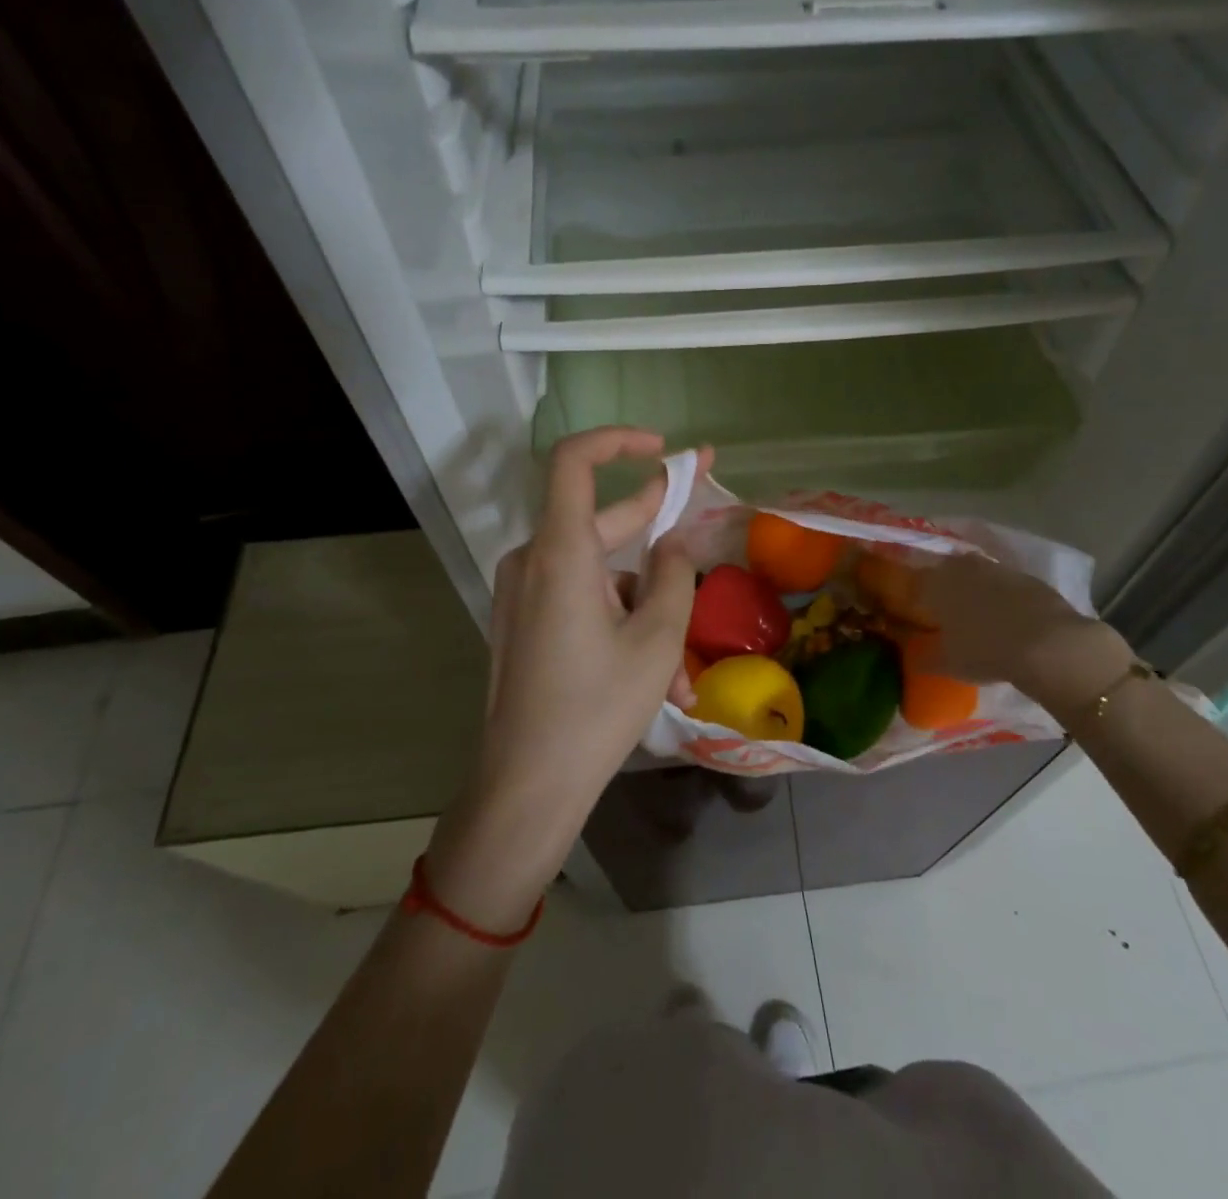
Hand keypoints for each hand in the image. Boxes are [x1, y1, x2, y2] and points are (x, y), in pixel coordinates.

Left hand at [427, 428, 710, 928]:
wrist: (526, 785)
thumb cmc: (596, 709)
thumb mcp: (656, 640)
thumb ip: (674, 575)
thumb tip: (674, 543)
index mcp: (561, 553)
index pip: (574, 461)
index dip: (618, 441)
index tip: (662, 449)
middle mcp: (533, 561)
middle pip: (600, 521)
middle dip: (656, 528)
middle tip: (705, 518)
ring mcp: (522, 593)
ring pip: (597, 573)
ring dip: (643, 604)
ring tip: (681, 668)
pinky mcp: (522, 621)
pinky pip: (578, 600)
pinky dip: (616, 621)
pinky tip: (652, 676)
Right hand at [914, 554, 1136, 715]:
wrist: (1048, 644)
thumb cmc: (985, 650)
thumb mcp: (948, 663)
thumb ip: (925, 659)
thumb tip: (914, 658)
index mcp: (937, 583)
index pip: (918, 582)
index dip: (918, 598)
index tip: (920, 614)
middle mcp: (964, 568)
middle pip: (949, 572)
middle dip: (948, 588)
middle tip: (950, 613)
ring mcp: (999, 569)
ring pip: (980, 576)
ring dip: (978, 591)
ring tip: (982, 617)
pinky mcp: (1030, 578)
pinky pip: (1008, 586)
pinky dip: (1005, 598)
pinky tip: (1011, 620)